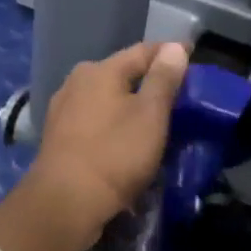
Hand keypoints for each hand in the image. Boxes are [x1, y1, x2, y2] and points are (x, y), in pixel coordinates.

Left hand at [24, 42, 189, 248]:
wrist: (66, 203)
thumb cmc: (115, 154)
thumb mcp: (150, 114)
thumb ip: (163, 79)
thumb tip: (174, 47)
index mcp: (99, 70)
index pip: (143, 51)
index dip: (171, 54)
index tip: (193, 59)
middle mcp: (76, 82)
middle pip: (121, 74)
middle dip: (148, 81)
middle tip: (177, 94)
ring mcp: (63, 110)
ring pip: (106, 99)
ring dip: (129, 105)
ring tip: (154, 119)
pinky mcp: (58, 138)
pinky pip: (94, 121)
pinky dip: (113, 124)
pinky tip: (124, 139)